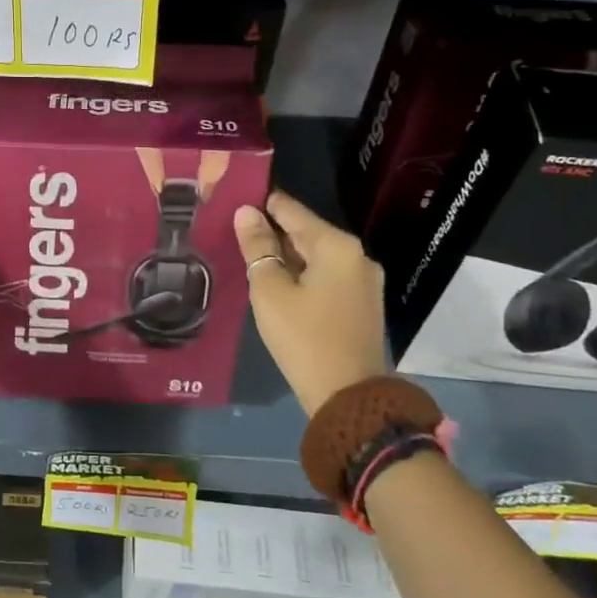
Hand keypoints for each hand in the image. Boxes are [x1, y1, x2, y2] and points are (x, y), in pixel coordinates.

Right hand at [235, 191, 387, 416]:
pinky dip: (301, 274)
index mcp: (336, 245)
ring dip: (285, 255)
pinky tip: (277, 283)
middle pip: (305, 231)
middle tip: (233, 232)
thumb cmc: (304, 338)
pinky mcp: (362, 303)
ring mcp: (363, 280)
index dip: (260, 203)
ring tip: (249, 256)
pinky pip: (326, 275)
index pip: (290, 209)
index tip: (233, 200)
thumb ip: (257, 247)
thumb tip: (245, 212)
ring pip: (315, 255)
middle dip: (271, 231)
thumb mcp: (270, 290)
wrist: (348, 397)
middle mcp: (356, 255)